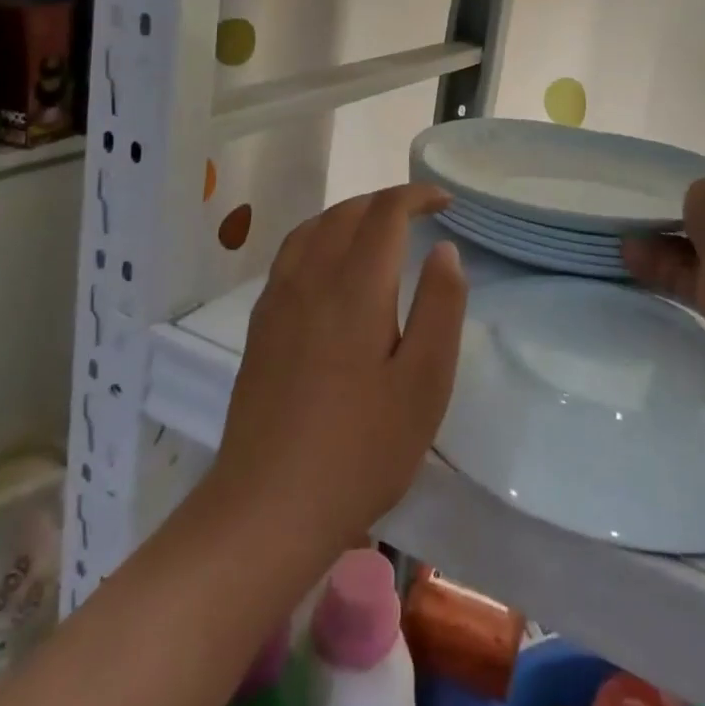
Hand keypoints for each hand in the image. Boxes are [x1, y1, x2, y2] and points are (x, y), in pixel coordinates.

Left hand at [213, 183, 467, 555]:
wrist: (267, 509)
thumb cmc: (361, 449)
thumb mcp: (425, 382)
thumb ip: (440, 307)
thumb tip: (444, 250)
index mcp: (355, 287)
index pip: (384, 213)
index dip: (416, 196)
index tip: (445, 201)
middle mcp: (310, 280)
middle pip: (346, 213)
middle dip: (385, 201)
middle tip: (420, 213)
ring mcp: (277, 302)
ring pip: (312, 229)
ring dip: (349, 214)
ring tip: (378, 229)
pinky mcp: (260, 327)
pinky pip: (290, 255)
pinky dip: (320, 237)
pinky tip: (331, 267)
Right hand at [622, 178, 704, 339]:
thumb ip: (693, 200)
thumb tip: (687, 216)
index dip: (693, 203)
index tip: (663, 205)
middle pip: (699, 232)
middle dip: (668, 230)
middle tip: (635, 228)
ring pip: (686, 257)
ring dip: (656, 251)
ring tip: (622, 246)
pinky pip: (679, 279)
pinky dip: (655, 271)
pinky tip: (628, 261)